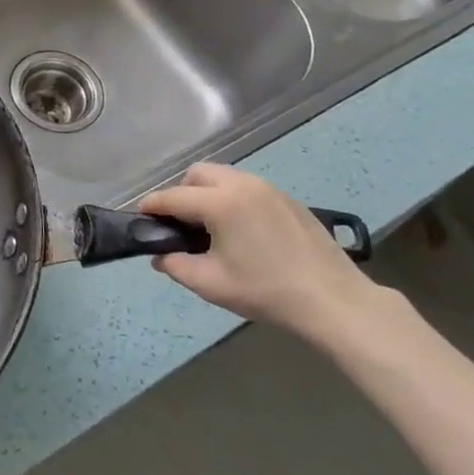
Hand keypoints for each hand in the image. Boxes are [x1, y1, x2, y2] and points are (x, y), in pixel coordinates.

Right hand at [139, 163, 390, 344]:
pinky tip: (241, 229)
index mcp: (219, 202)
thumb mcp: (211, 284)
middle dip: (181, 192)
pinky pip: (248, 187)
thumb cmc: (266, 291)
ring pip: (225, 176)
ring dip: (208, 192)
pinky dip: (233, 197)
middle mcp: (242, 184)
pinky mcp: (288, 199)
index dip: (151, 206)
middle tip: (180, 223)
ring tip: (210, 226)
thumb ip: (176, 265)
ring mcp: (268, 188)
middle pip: (198, 174)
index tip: (140, 217)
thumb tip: (159, 256)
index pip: (172, 197)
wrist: (333, 300)